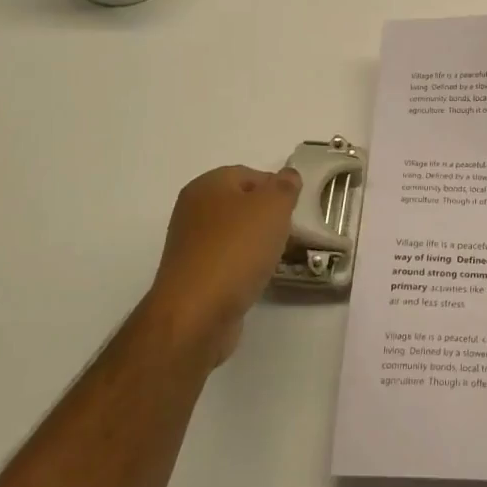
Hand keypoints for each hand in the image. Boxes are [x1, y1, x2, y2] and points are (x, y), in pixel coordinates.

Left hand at [149, 165, 300, 368]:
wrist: (197, 313)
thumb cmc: (237, 249)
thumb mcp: (273, 206)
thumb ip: (285, 186)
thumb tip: (287, 176)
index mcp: (207, 185)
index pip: (250, 174)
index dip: (277, 188)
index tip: (295, 209)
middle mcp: (193, 210)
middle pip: (242, 205)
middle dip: (269, 217)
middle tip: (290, 232)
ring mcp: (190, 245)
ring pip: (235, 234)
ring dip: (258, 243)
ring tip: (277, 257)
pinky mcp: (193, 276)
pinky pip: (227, 260)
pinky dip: (244, 266)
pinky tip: (257, 277)